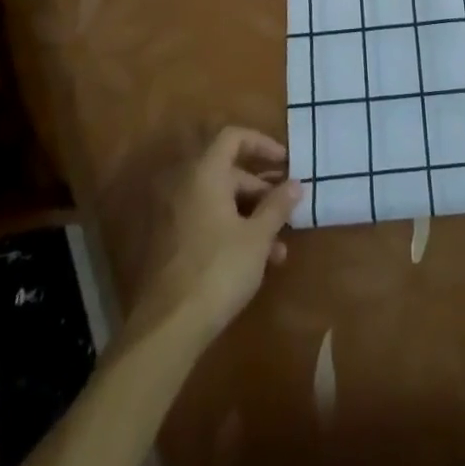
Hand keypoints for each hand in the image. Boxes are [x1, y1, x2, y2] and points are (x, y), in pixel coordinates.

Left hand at [135, 126, 301, 342]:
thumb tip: (295, 183)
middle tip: (287, 210)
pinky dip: (233, 232)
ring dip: (252, 217)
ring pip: (222, 202)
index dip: (262, 144)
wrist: (168, 327)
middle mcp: (188, 187)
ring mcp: (177, 216)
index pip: (233, 137)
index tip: (286, 162)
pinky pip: (209, 223)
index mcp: (206, 174)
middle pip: (230, 172)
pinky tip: (257, 263)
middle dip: (262, 190)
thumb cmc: (219, 269)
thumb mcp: (258, 237)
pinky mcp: (174, 245)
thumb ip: (278, 206)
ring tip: (279, 248)